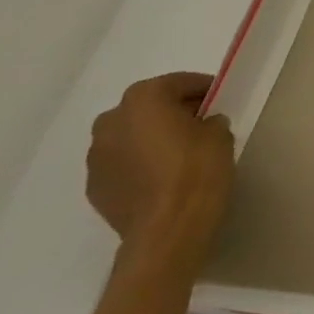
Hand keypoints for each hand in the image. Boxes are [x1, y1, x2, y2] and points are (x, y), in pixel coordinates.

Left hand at [87, 72, 235, 272]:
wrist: (166, 230)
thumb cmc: (197, 170)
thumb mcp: (219, 133)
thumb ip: (209, 120)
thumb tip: (202, 125)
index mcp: (143, 99)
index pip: (178, 83)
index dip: (202, 90)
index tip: (219, 100)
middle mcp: (111, 121)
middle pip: (148, 107)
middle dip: (171, 112)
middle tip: (199, 125)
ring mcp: (96, 157)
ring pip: (131, 136)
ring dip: (151, 138)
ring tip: (179, 154)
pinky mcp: (94, 187)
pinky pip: (122, 164)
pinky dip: (139, 164)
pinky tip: (161, 177)